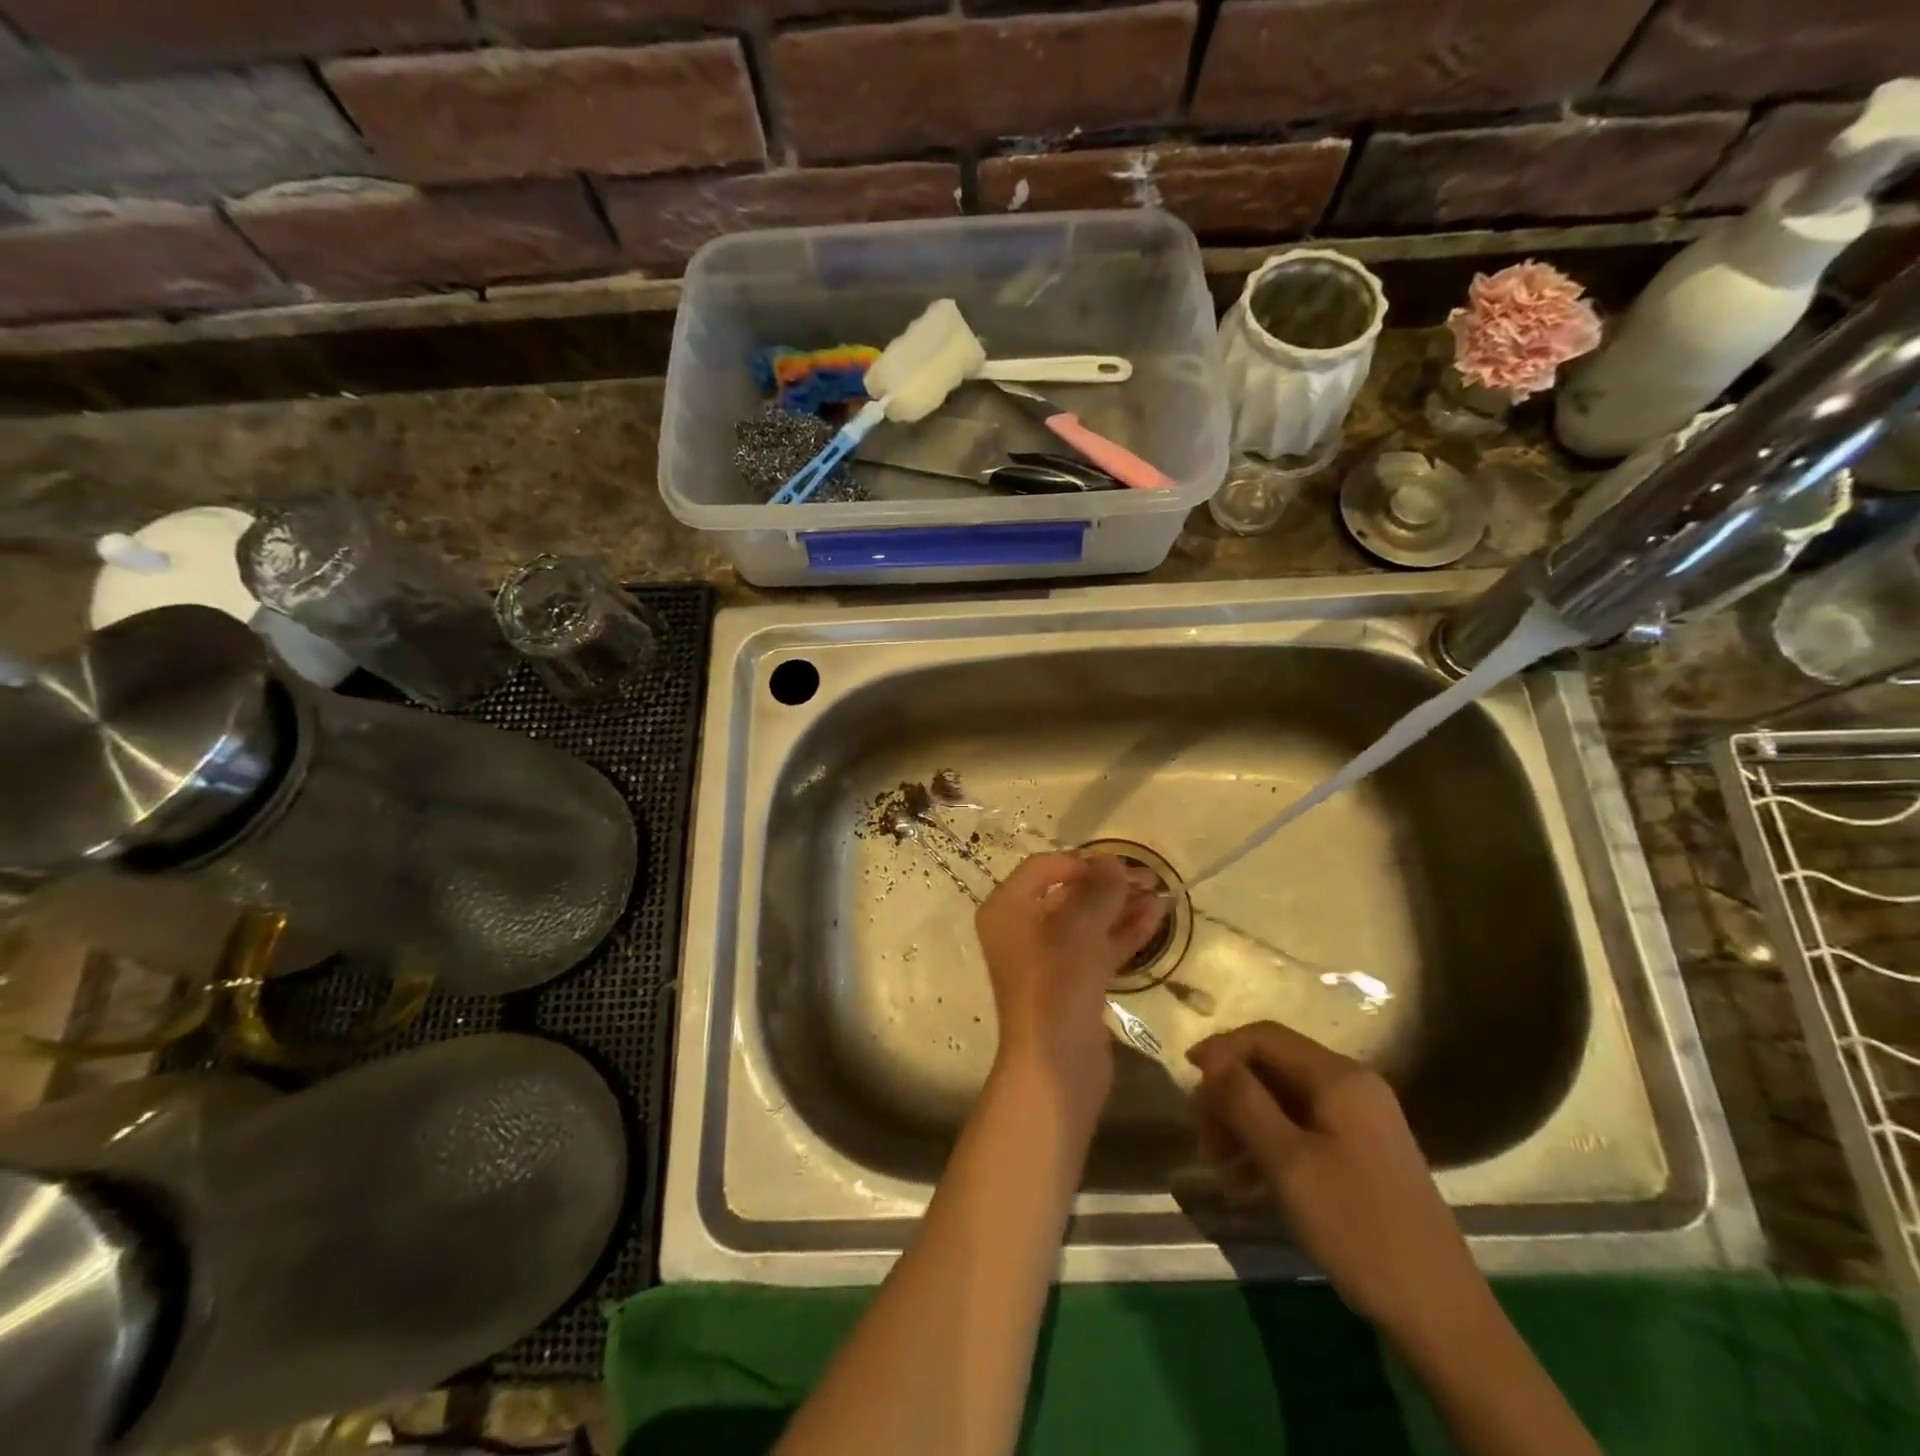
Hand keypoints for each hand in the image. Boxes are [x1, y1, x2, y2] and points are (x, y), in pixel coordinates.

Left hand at [976, 853, 1166, 1116]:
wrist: (1055, 1063)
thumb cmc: (1057, 983)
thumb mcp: (1080, 928)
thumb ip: (1099, 889)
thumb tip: (1112, 861)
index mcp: (1007, 908)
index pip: (1043, 867)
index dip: (1081, 863)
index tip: (1117, 867)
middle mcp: (1021, 929)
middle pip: (1067, 894)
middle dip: (1107, 886)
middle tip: (1149, 879)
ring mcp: (1047, 959)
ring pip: (1087, 922)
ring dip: (1121, 908)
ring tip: (1161, 896)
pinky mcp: (1071, 983)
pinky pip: (1097, 948)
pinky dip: (1123, 933)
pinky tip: (1157, 919)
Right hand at [1186, 1022, 1487, 1346]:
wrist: (1439, 1312)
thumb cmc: (1356, 1226)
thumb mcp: (1287, 1161)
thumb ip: (1244, 1100)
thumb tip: (1211, 1059)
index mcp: (1339, 1077)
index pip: (1265, 1037)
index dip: (1221, 1051)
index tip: (1186, 1078)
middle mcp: (1353, 1086)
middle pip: (1273, 1068)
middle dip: (1231, 1095)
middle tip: (1202, 1136)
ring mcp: (1361, 1121)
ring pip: (1285, 1101)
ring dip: (1245, 1124)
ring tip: (1220, 1166)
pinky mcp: (1363, 1153)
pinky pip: (1303, 1130)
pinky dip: (1271, 1146)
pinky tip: (1248, 1185)